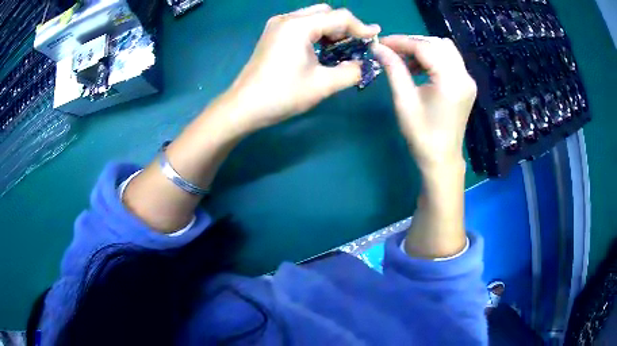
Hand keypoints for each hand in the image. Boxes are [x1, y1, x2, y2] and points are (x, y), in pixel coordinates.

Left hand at [228, 4, 379, 131]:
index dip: (361, 27)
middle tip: (355, 46)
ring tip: (341, 50)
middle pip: (326, 12)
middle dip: (345, 27)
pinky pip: (302, 25)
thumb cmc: (282, 95)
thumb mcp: (323, 84)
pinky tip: (321, 50)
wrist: (243, 107)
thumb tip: (365, 64)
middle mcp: (287, 18)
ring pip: (313, 17)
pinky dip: (316, 33)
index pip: (339, 17)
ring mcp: (277, 25)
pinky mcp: (273, 34)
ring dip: (331, 30)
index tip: (375, 38)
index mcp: (299, 26)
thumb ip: (351, 71)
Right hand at [372, 35, 475, 171]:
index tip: (381, 43)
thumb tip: (378, 48)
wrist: (442, 159)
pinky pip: (449, 60)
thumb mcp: (404, 101)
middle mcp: (464, 76)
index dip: (401, 42)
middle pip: (437, 44)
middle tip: (392, 51)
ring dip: (423, 49)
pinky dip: (433, 58)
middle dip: (413, 43)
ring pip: (445, 49)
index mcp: (451, 82)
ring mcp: (468, 80)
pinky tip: (419, 68)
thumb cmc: (422, 135)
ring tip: (405, 60)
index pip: (425, 48)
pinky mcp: (466, 84)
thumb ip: (394, 69)